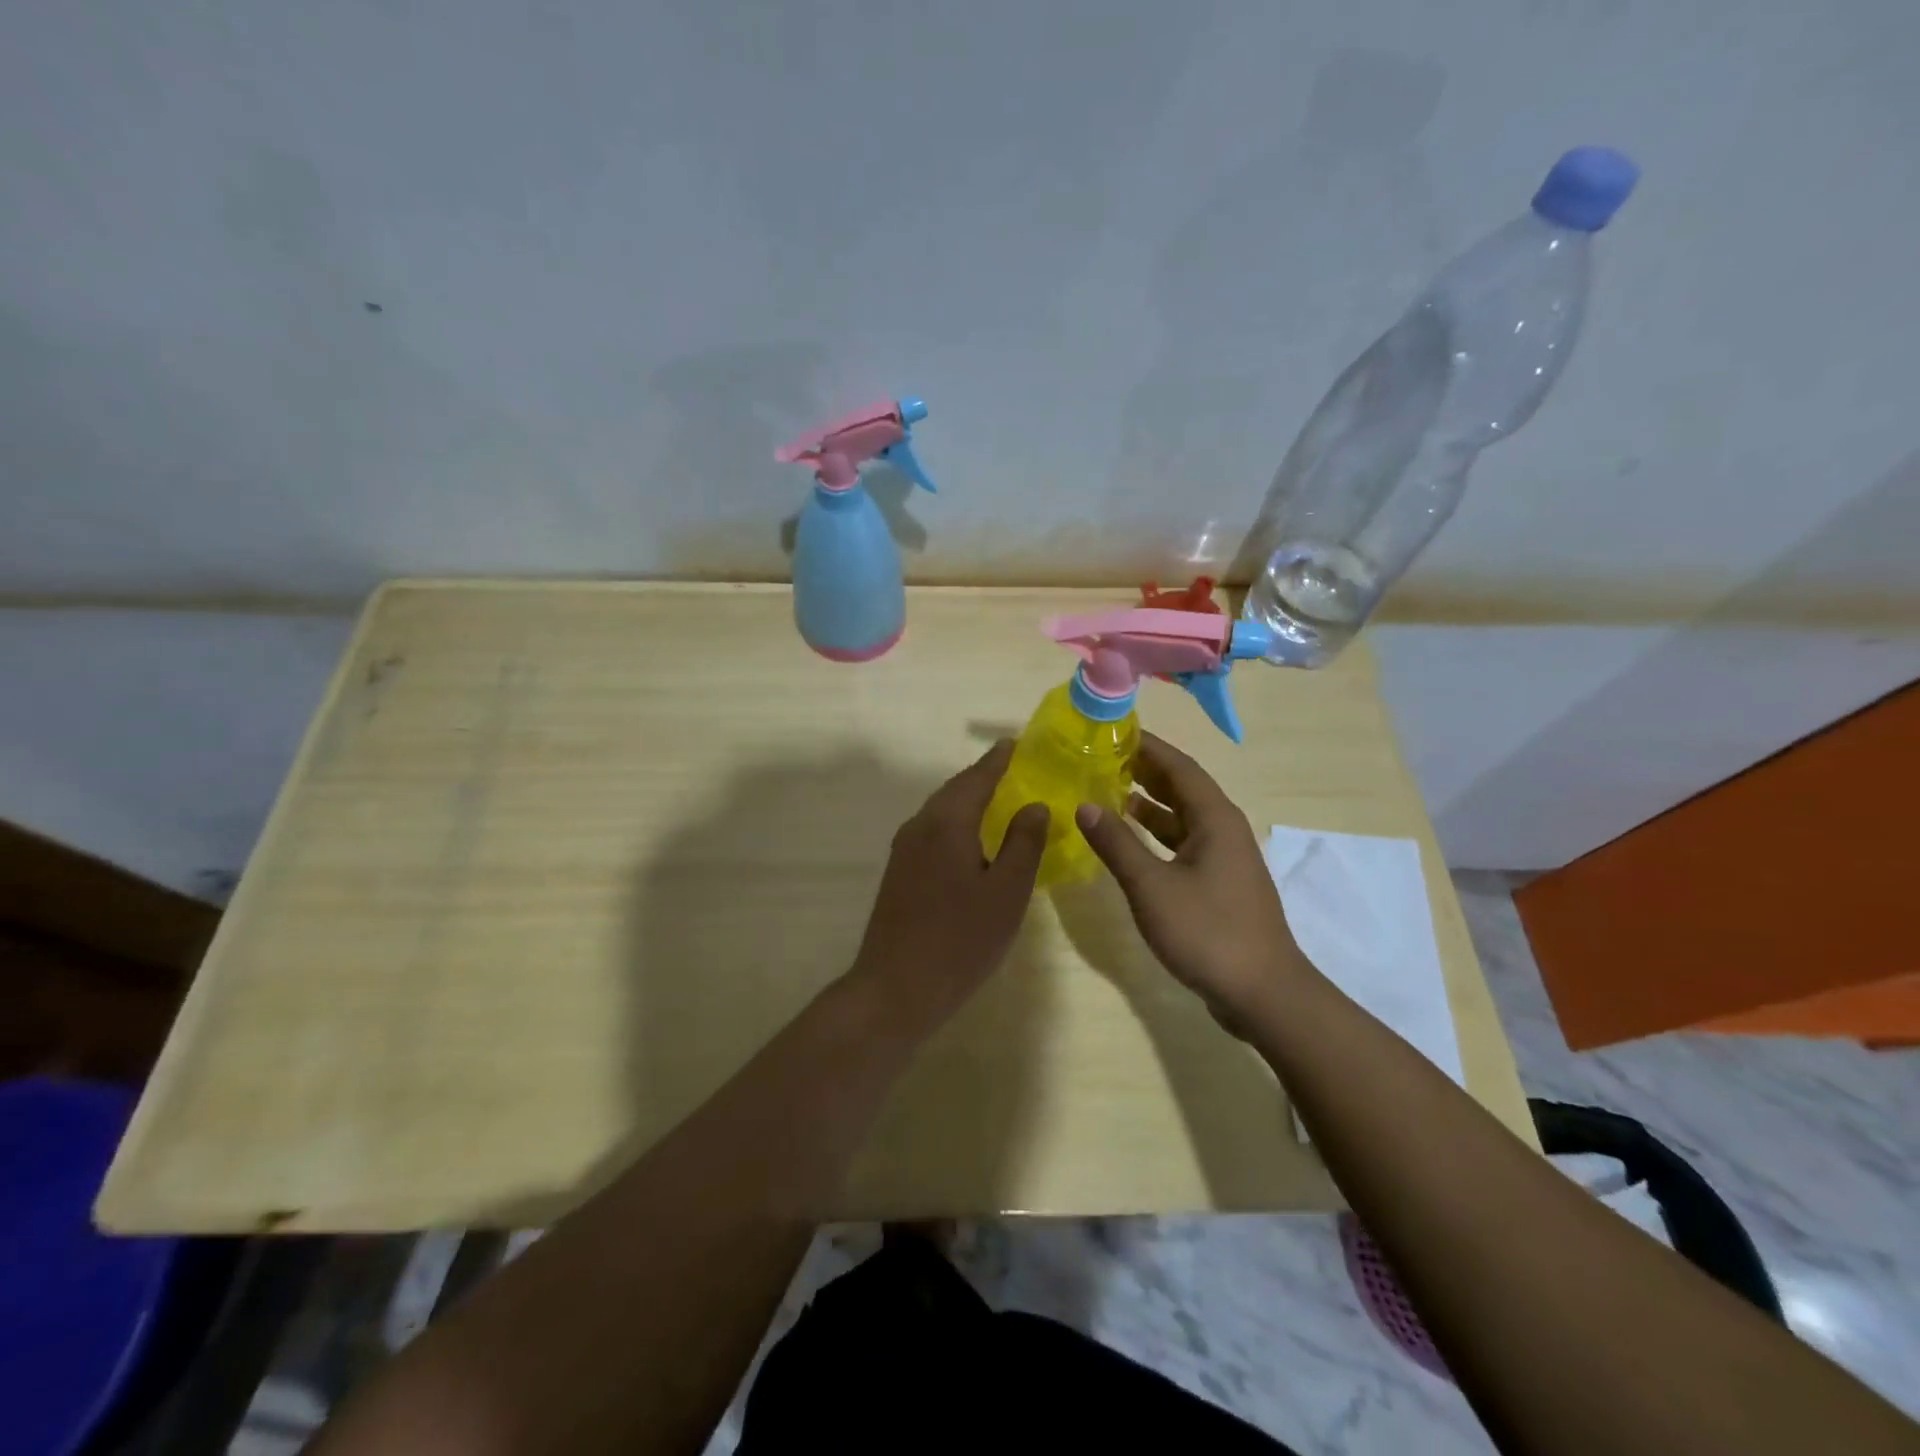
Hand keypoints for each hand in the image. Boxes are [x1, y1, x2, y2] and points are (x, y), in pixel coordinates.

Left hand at [848, 741, 1047, 1031]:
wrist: (895, 989)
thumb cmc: (960, 940)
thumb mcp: (1007, 893)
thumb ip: (1024, 843)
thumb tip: (1034, 804)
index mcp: (947, 822)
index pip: (978, 777)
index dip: (1000, 759)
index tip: (1017, 743)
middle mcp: (920, 826)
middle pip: (956, 789)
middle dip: (985, 777)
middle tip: (1015, 769)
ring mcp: (904, 850)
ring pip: (942, 810)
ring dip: (969, 800)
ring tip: (1000, 801)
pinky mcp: (899, 872)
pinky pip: (933, 831)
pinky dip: (957, 823)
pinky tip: (973, 841)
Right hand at [1075, 732, 1314, 1030]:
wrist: (1263, 994)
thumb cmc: (1208, 932)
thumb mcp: (1152, 886)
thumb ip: (1116, 843)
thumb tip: (1084, 805)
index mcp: (1214, 817)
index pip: (1178, 765)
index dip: (1146, 745)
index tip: (1110, 731)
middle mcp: (1223, 828)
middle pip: (1181, 786)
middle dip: (1143, 769)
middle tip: (1099, 758)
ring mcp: (1223, 857)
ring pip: (1181, 816)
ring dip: (1147, 802)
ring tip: (1106, 791)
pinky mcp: (1219, 883)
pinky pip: (1182, 842)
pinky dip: (1155, 834)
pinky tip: (1129, 841)